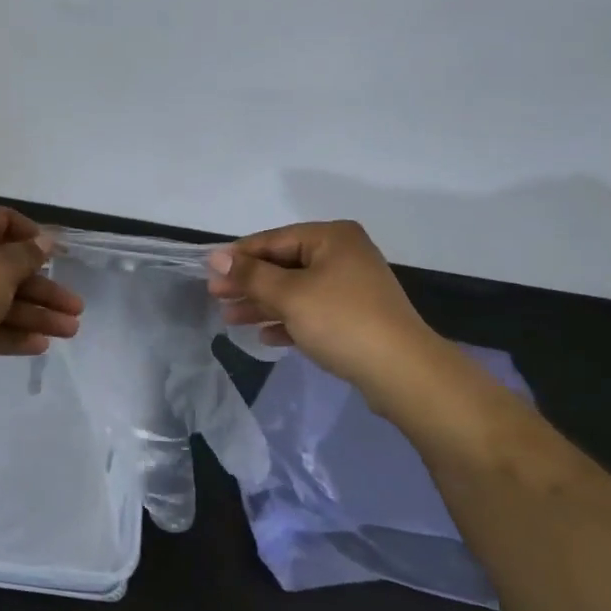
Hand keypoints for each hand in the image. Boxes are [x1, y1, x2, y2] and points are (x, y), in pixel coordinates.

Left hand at [0, 206, 83, 386]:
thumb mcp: (3, 266)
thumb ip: (28, 254)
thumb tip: (45, 239)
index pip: (3, 221)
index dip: (33, 234)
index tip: (57, 253)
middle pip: (10, 269)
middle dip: (45, 289)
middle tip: (76, 307)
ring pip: (2, 301)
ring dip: (36, 315)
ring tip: (70, 331)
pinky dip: (13, 334)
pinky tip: (41, 346)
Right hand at [206, 220, 435, 389]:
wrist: (402, 372)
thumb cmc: (341, 321)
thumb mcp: (289, 294)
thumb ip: (251, 274)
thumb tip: (216, 256)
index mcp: (331, 238)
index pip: (274, 239)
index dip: (239, 256)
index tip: (209, 272)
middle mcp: (343, 255)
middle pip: (283, 265)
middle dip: (249, 283)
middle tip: (215, 297)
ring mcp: (351, 287)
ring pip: (295, 290)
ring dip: (263, 304)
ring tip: (229, 319)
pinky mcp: (354, 317)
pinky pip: (311, 312)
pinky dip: (287, 321)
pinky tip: (264, 336)